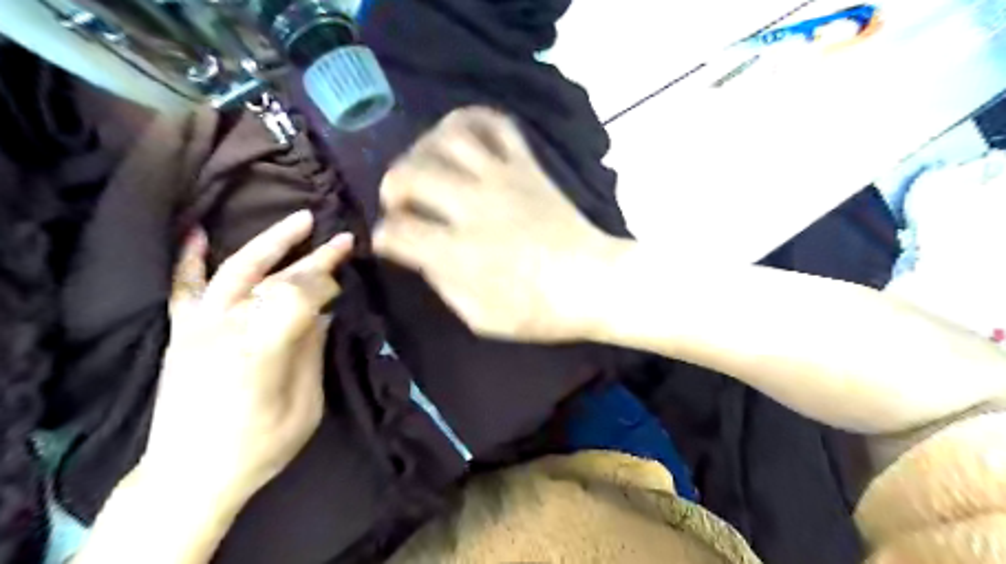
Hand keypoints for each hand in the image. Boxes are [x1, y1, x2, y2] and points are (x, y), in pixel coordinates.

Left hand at [141, 212, 352, 509]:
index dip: (328, 285)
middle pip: (278, 278)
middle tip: (344, 239)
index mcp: (263, 349)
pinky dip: (190, 257)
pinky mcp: (182, 333)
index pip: (302, 296)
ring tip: (300, 219)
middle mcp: (229, 328)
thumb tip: (324, 314)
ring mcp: (200, 327)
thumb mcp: (305, 405)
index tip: (345, 286)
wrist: (189, 476)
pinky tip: (199, 231)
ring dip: (271, 241)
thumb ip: (312, 352)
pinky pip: (184, 287)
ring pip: (238, 269)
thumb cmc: (259, 447)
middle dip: (316, 257)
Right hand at [369, 106, 621, 340]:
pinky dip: (472, 120)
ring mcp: (502, 179)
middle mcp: (474, 207)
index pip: (398, 231)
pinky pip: (497, 125)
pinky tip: (461, 137)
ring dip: (424, 148)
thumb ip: (445, 286)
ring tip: (426, 166)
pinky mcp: (527, 166)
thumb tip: (423, 258)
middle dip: (391, 187)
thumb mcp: (483, 319)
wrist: (595, 282)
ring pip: (448, 138)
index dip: (384, 237)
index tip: (389, 243)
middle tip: (400, 203)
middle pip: (411, 174)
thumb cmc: (540, 310)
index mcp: (460, 252)